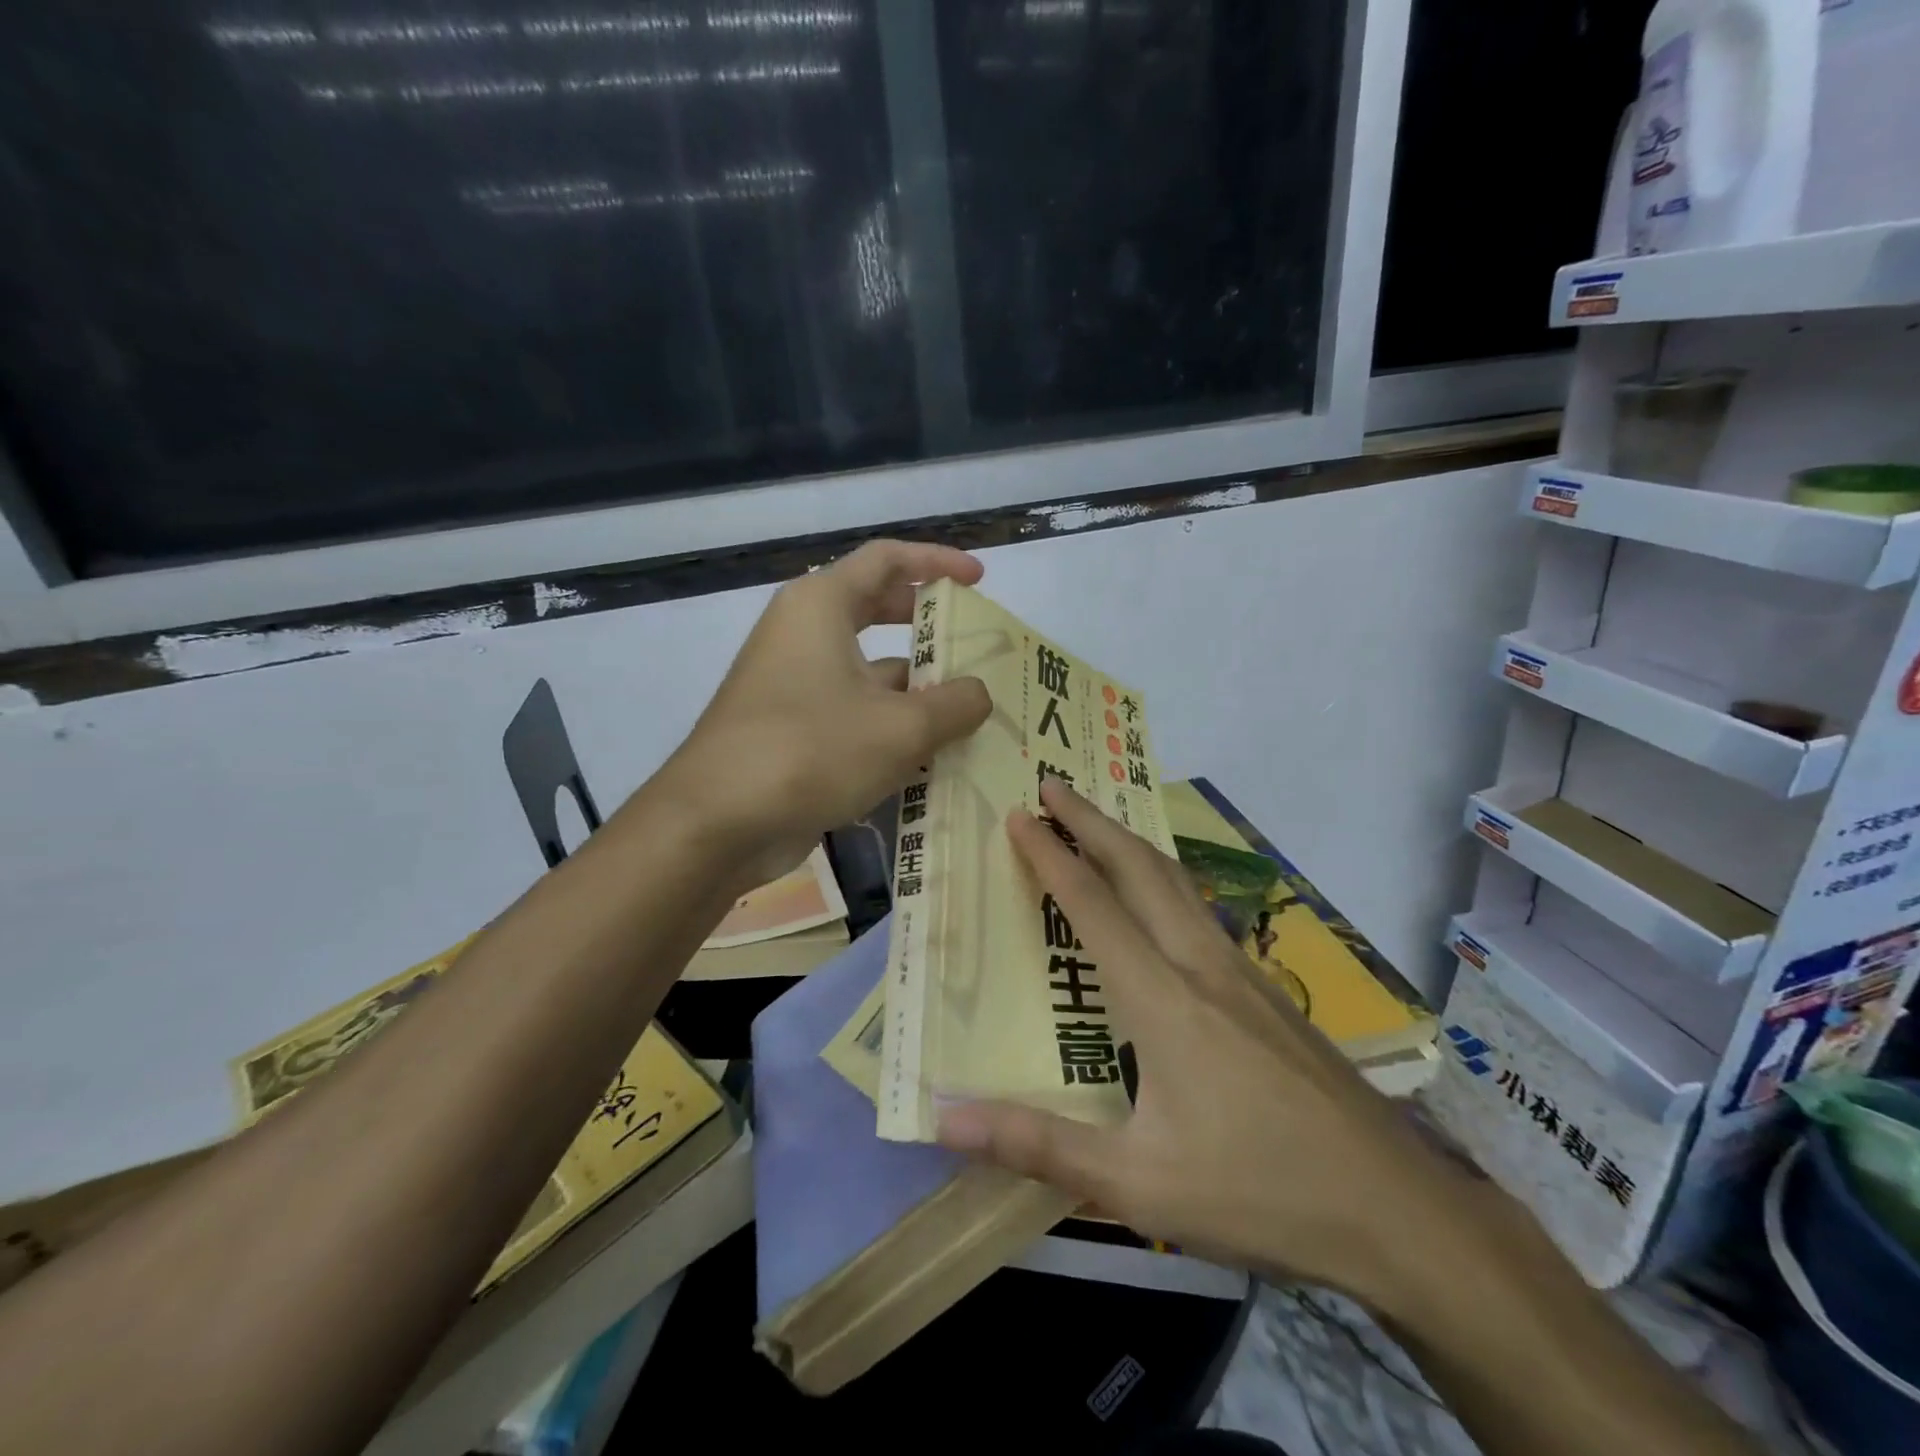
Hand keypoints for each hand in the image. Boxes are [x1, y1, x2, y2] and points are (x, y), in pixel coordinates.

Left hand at [657, 540, 991, 890]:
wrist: (716, 822)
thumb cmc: (811, 751)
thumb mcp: (901, 728)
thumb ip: (954, 704)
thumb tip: (978, 695)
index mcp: (821, 606)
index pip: (887, 559)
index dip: (937, 562)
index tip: (978, 580)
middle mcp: (803, 633)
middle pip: (877, 610)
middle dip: (928, 628)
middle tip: (974, 646)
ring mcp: (793, 683)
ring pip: (868, 671)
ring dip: (917, 690)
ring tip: (970, 715)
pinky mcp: (790, 728)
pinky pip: (853, 712)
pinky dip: (890, 726)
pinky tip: (931, 759)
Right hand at [936, 779, 1466, 1299]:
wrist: (1397, 1211)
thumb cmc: (1259, 1193)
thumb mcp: (1137, 1185)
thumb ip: (1039, 1145)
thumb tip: (946, 1118)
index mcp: (1164, 999)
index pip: (1094, 905)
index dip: (1051, 855)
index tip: (1018, 814)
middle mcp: (1202, 965)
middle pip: (1140, 869)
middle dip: (1092, 820)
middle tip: (1052, 786)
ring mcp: (1244, 973)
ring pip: (1178, 882)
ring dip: (1130, 843)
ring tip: (1098, 824)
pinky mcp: (1270, 993)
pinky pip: (1202, 911)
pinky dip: (1164, 879)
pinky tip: (1163, 902)